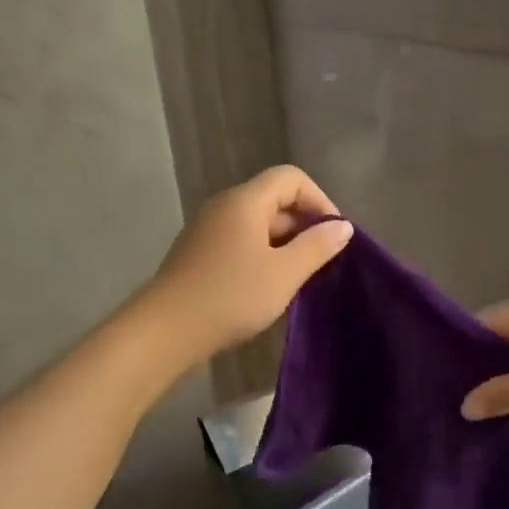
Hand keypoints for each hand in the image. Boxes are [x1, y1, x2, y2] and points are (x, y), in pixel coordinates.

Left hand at [146, 165, 353, 359]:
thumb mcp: (284, 273)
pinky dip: (261, 257)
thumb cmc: (231, 296)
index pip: (291, 178)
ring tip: (299, 278)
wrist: (167, 330)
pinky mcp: (198, 255)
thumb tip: (342, 226)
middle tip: (322, 262)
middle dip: (303, 225)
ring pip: (256, 225)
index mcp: (245, 201)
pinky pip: (239, 244)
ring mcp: (207, 231)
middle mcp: (223, 207)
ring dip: (283, 245)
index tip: (334, 235)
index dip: (319, 200)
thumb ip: (317, 246)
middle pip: (273, 200)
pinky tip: (268, 288)